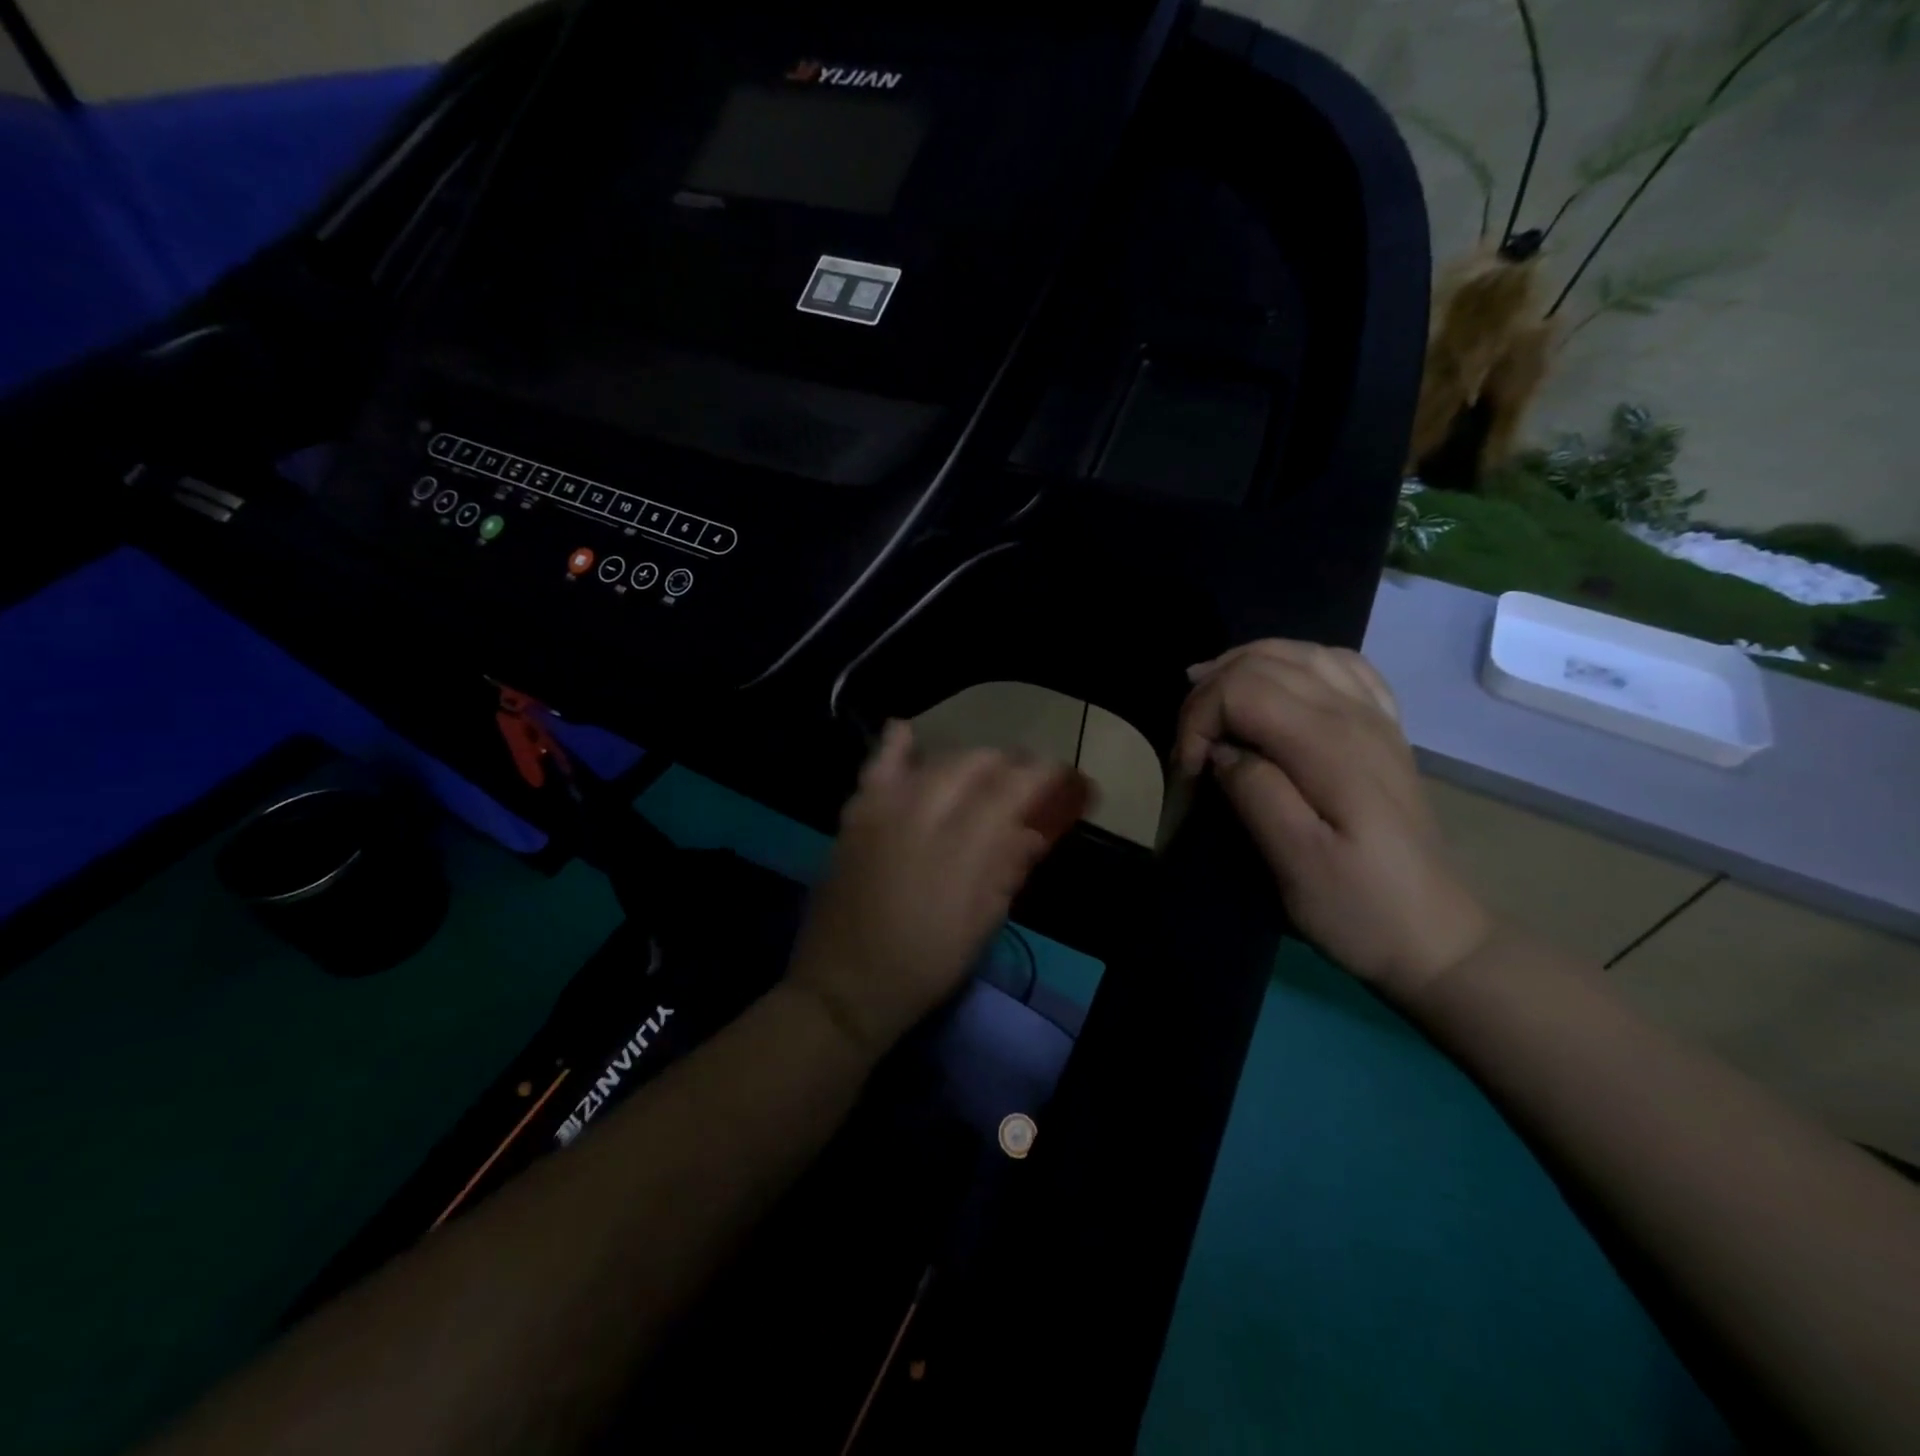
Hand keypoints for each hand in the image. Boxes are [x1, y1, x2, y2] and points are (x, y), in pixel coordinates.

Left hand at [787, 721, 1076, 1056]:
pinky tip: (907, 732)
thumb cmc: (923, 965)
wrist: (844, 985)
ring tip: (982, 769)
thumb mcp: (981, 925)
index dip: (1040, 776)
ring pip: (933, 762)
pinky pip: (876, 768)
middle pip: (973, 766)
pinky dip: (895, 746)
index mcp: (961, 849)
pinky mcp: (855, 816)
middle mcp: (923, 816)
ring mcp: (884, 811)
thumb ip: (1007, 869)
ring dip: (965, 759)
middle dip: (1006, 764)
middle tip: (1023, 780)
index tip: (1060, 775)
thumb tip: (1032, 832)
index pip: (1009, 791)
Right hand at [1175, 640, 1493, 1000]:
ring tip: (1209, 700)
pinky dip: (1293, 662)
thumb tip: (1220, 751)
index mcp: (1331, 745)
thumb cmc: (1358, 907)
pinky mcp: (1382, 729)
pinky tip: (1277, 685)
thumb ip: (1255, 792)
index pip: (1243, 689)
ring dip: (1242, 667)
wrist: (1434, 936)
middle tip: (1189, 748)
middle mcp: (1355, 714)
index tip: (1188, 772)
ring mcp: (1375, 717)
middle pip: (1263, 662)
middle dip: (1209, 694)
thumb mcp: (1296, 863)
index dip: (1198, 720)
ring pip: (1297, 652)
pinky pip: (1337, 665)